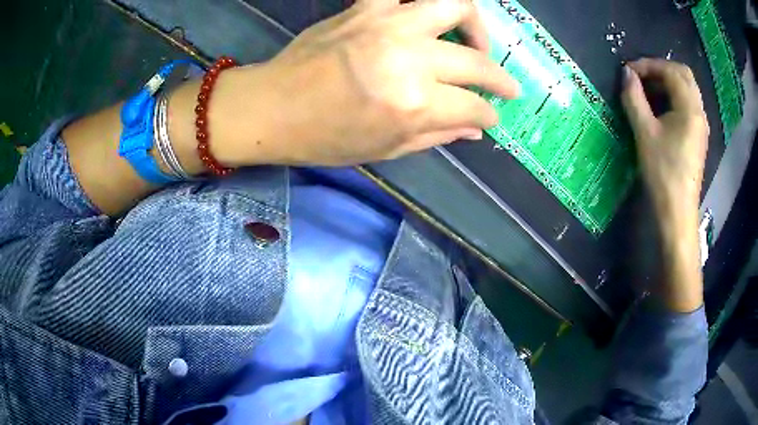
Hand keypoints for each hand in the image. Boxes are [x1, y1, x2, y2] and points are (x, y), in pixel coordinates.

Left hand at [208, 0, 518, 166]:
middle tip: (504, 86)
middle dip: (499, 78)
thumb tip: (474, 129)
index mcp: (413, 103)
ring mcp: (387, 25)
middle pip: (475, 60)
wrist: (271, 109)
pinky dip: (420, 0)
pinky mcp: (364, 9)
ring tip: (475, 41)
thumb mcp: (385, 148)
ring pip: (453, 4)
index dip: (488, 114)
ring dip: (475, 23)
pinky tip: (426, 14)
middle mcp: (409, 58)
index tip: (491, 116)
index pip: (473, 106)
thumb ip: (437, 135)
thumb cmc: (323, 138)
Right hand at [621, 58, 707, 312]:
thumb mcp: (645, 133)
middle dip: (661, 69)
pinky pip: (688, 104)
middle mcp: (699, 112)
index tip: (629, 72)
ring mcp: (701, 125)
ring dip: (667, 82)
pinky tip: (661, 108)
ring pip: (687, 89)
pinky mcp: (698, 136)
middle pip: (683, 75)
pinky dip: (674, 97)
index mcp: (689, 108)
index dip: (648, 65)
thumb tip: (626, 74)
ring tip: (648, 91)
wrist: (677, 212)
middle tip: (642, 77)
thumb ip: (634, 98)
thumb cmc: (663, 172)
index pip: (670, 71)